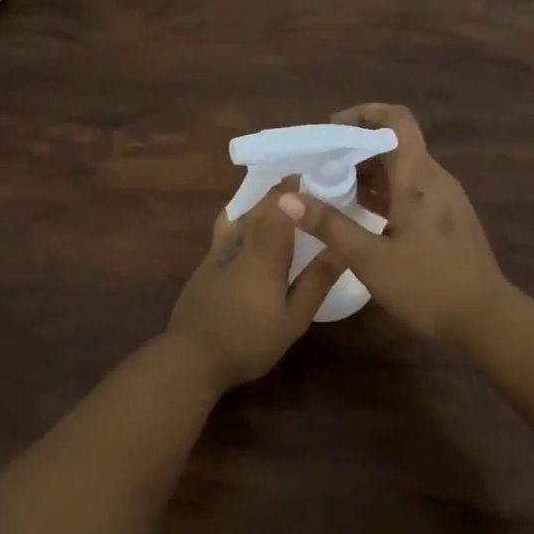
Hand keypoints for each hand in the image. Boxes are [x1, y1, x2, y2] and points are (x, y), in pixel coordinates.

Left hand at [167, 185, 344, 391]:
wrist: (191, 356)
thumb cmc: (249, 339)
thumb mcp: (294, 317)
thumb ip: (317, 280)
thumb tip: (341, 248)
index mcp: (265, 248)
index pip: (281, 202)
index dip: (297, 186)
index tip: (317, 177)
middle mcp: (239, 239)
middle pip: (259, 204)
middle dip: (281, 192)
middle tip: (305, 190)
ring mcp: (217, 250)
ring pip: (240, 213)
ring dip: (260, 204)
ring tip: (280, 207)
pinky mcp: (206, 263)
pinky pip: (228, 229)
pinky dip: (244, 221)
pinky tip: (253, 237)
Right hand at [278, 104, 509, 345]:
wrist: (486, 321)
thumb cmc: (427, 285)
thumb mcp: (369, 257)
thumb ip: (328, 225)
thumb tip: (286, 198)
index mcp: (418, 178)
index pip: (397, 120)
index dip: (365, 113)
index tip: (333, 127)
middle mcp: (434, 179)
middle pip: (395, 145)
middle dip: (357, 148)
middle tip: (321, 165)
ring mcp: (445, 200)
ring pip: (403, 170)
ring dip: (369, 173)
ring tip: (333, 190)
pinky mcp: (447, 220)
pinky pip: (412, 191)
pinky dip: (385, 192)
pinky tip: (362, 215)